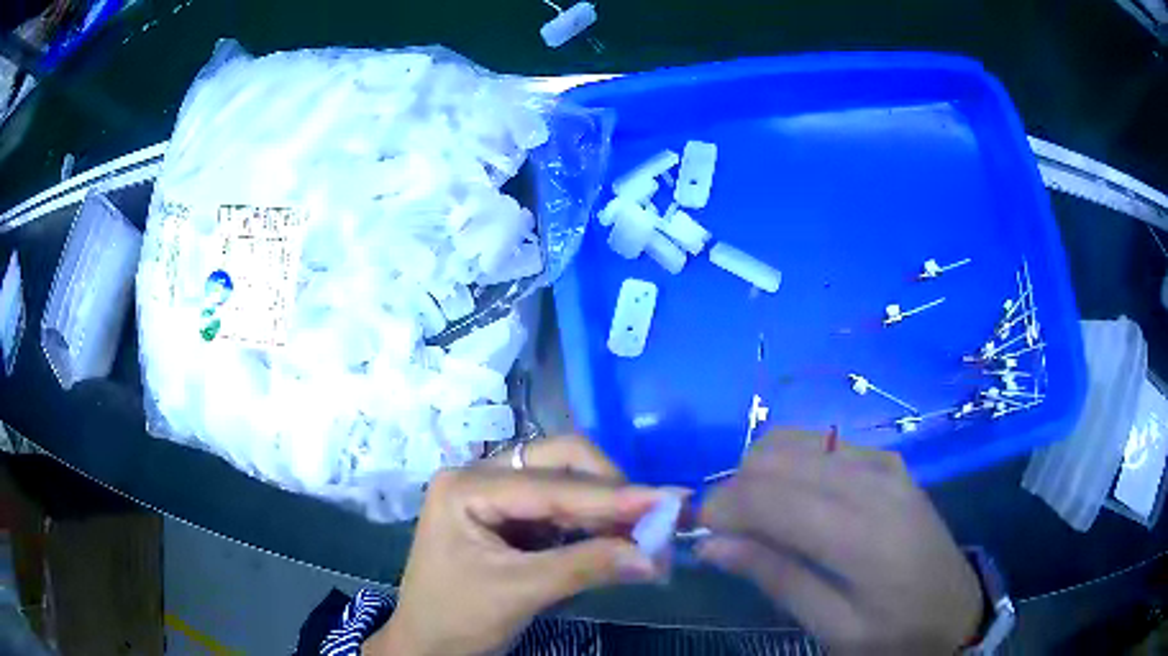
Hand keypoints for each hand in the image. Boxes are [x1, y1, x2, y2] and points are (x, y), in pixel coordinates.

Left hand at [366, 437, 669, 655]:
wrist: (427, 645)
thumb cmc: (457, 618)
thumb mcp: (519, 592)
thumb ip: (586, 567)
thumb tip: (655, 556)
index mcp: (467, 486)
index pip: (551, 484)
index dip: (613, 495)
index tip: (668, 501)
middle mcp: (481, 477)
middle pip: (560, 464)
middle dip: (610, 491)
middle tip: (655, 518)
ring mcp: (495, 495)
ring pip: (566, 483)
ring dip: (607, 507)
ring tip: (647, 532)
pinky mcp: (510, 518)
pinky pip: (562, 508)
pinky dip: (593, 523)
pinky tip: (619, 539)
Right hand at [697, 430, 982, 654]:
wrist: (956, 608)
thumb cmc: (895, 632)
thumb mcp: (834, 626)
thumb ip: (776, 578)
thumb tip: (712, 544)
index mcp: (860, 533)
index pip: (769, 496)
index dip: (719, 508)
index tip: (697, 535)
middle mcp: (870, 481)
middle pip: (774, 458)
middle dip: (734, 491)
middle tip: (728, 535)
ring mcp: (881, 462)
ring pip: (792, 441)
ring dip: (759, 476)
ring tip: (758, 521)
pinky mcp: (886, 459)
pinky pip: (819, 443)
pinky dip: (789, 466)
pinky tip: (794, 503)